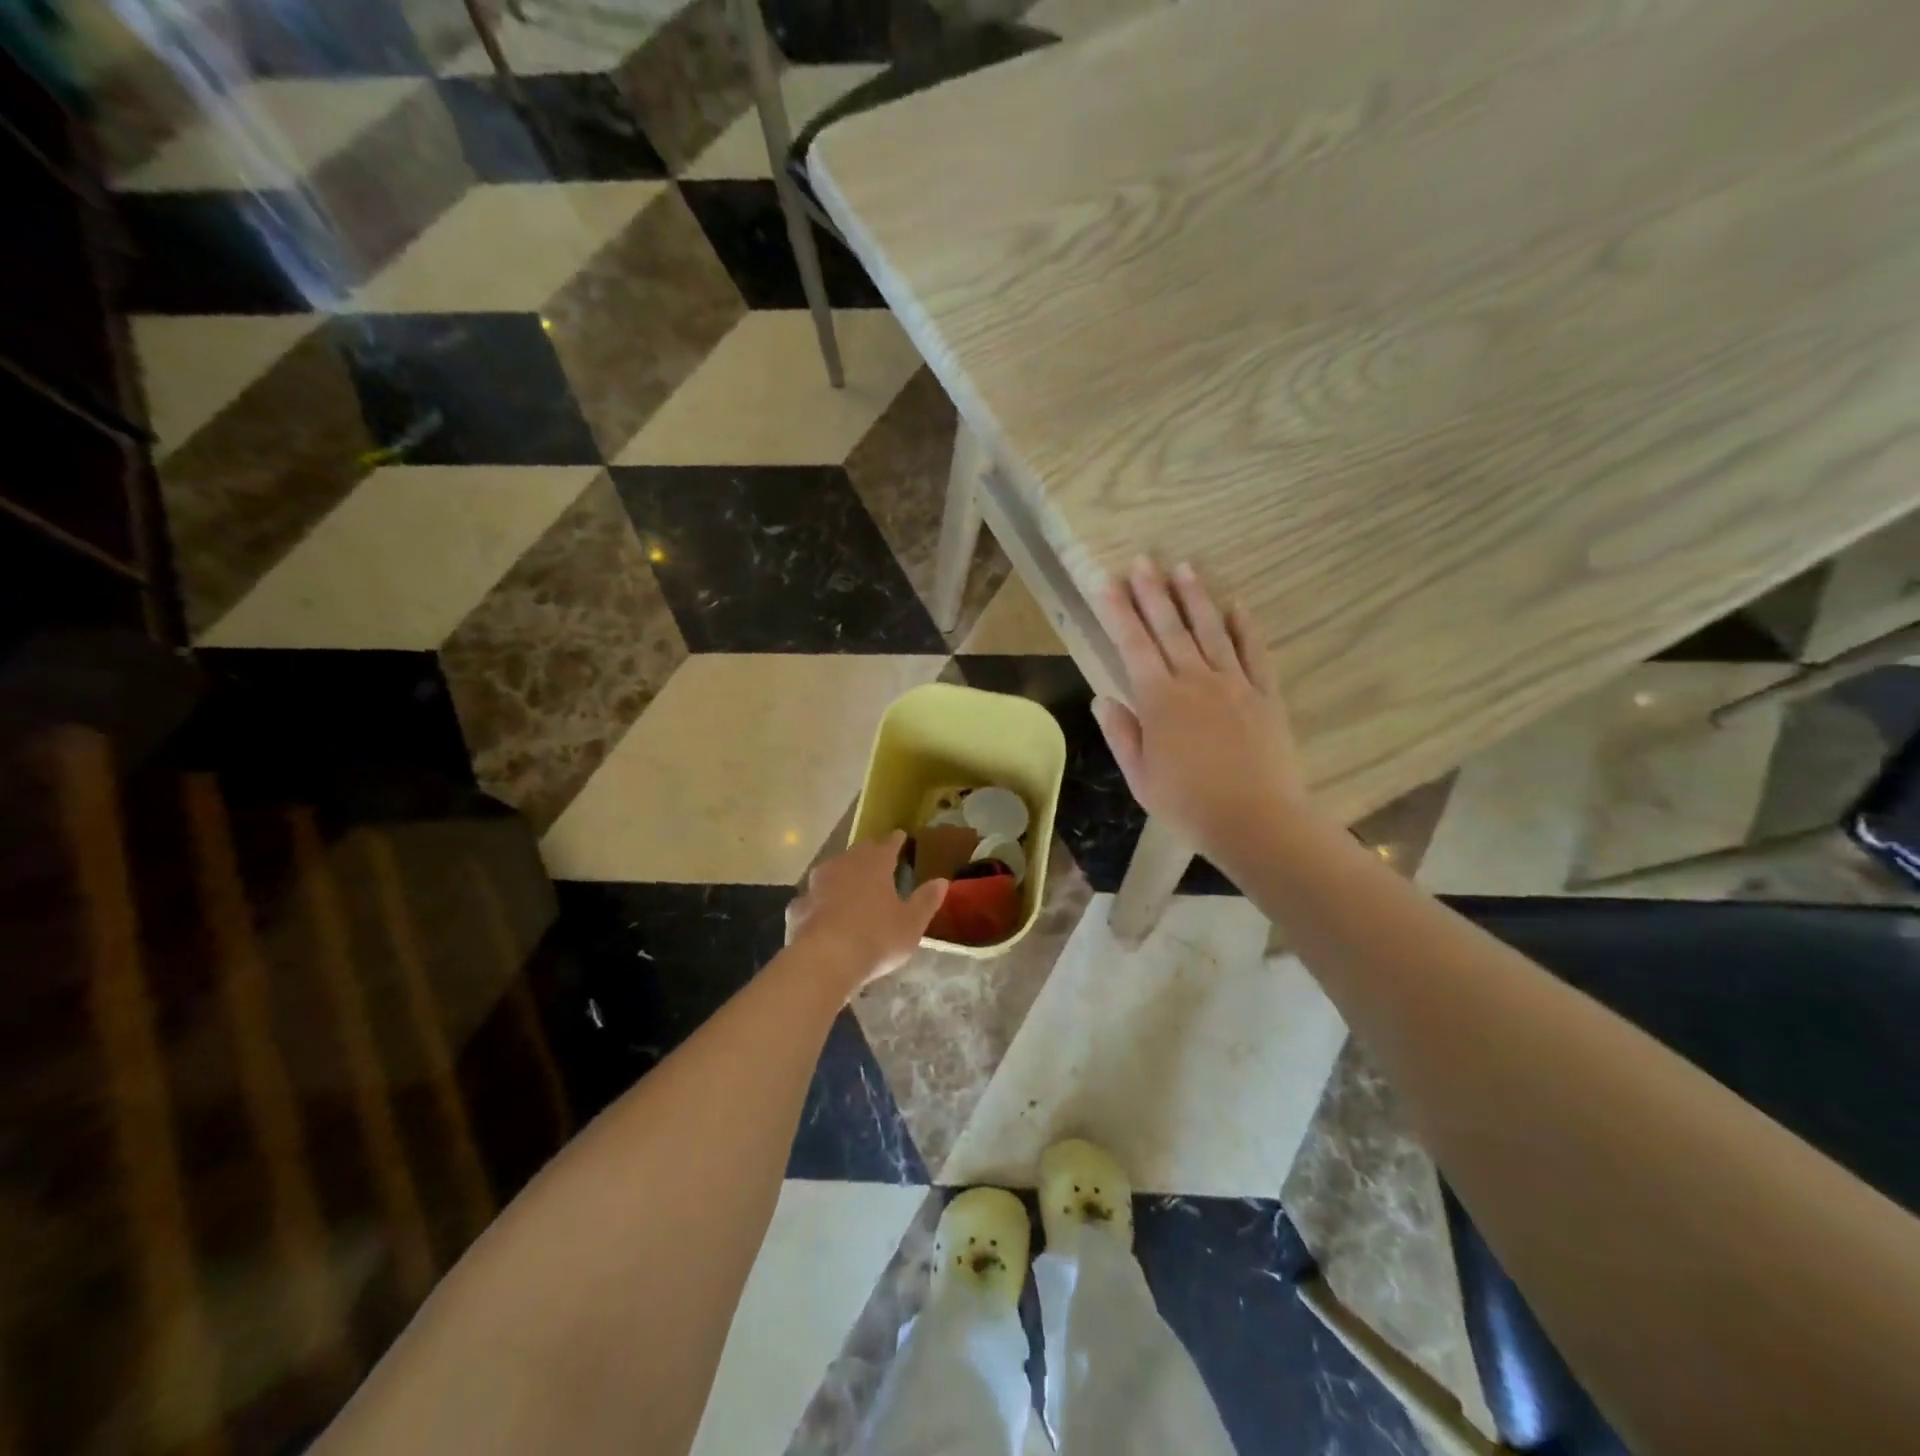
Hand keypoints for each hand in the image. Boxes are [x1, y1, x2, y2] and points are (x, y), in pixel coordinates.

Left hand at [785, 832, 945, 991]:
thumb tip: (942, 881)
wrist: (824, 959)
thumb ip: (926, 900)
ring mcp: (816, 885)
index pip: (888, 844)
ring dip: (841, 875)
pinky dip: (820, 902)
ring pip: (831, 872)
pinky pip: (812, 899)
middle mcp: (843, 865)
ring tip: (849, 883)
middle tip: (876, 857)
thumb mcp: (911, 923)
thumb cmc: (876, 937)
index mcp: (874, 864)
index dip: (896, 840)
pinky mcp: (797, 907)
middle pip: (857, 853)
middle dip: (868, 854)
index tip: (901, 836)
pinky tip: (822, 914)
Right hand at [1093, 557, 1308, 856]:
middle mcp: (1195, 681)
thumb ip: (1122, 734)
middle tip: (1142, 560)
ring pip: (1211, 631)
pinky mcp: (1265, 695)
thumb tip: (1104, 698)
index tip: (1107, 581)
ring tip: (1183, 567)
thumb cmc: (1188, 804)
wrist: (1256, 821)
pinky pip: (1255, 653)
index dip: (1118, 611)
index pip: (1133, 644)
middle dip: (1152, 592)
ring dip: (1195, 598)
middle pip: (1170, 628)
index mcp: (1159, 700)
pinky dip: (1246, 628)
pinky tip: (1237, 606)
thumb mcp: (1140, 777)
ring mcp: (1234, 684)